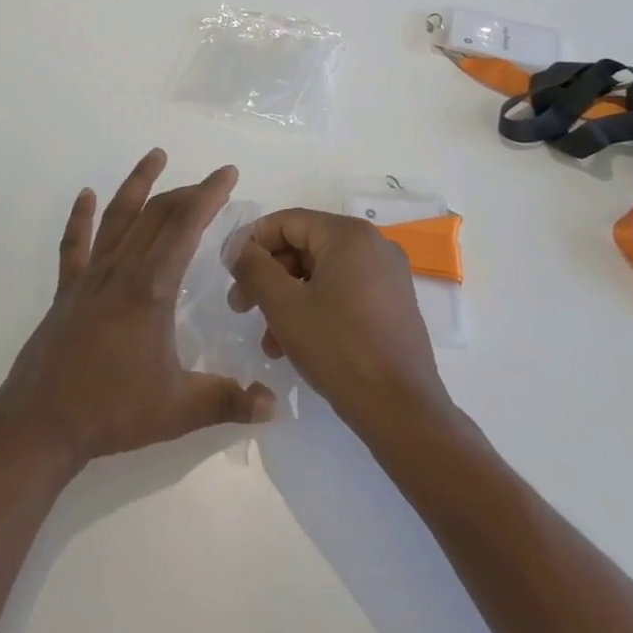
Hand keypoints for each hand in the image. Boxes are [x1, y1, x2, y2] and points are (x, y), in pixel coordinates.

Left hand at [0, 149, 274, 468]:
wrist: (41, 423)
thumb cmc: (112, 411)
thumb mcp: (179, 410)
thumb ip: (229, 402)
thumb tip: (275, 405)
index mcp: (151, 288)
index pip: (186, 227)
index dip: (209, 195)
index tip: (227, 172)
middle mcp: (121, 270)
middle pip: (157, 215)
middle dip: (187, 192)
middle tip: (210, 182)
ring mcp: (90, 276)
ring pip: (117, 217)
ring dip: (138, 184)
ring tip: (155, 155)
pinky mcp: (67, 290)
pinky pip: (75, 244)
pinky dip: (81, 217)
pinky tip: (86, 195)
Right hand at [228, 209, 453, 432]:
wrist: (402, 411)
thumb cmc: (338, 348)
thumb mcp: (284, 305)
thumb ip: (254, 267)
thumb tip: (237, 246)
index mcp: (348, 234)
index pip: (287, 221)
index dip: (252, 243)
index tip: (229, 272)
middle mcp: (373, 244)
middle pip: (304, 246)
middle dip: (268, 276)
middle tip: (241, 306)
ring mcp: (387, 275)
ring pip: (321, 274)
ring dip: (287, 299)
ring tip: (267, 340)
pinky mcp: (392, 304)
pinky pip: (343, 291)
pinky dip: (314, 308)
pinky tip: (294, 344)